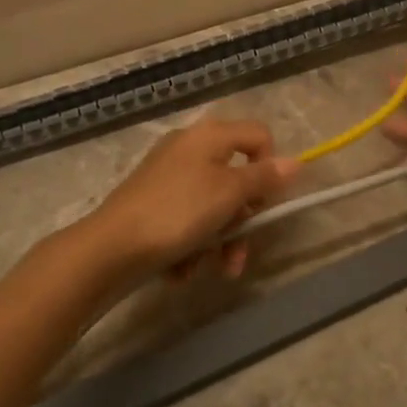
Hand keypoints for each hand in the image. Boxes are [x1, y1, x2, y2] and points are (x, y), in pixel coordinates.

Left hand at [83, 118, 298, 290]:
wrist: (110, 248)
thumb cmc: (178, 212)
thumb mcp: (229, 193)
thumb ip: (264, 177)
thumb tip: (296, 162)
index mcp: (209, 136)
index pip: (258, 136)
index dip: (270, 166)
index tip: (266, 201)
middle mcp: (188, 148)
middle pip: (235, 178)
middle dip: (242, 220)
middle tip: (239, 249)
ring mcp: (167, 176)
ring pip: (212, 207)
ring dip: (219, 242)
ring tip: (214, 271)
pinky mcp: (151, 204)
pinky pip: (185, 221)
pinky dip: (190, 246)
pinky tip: (180, 269)